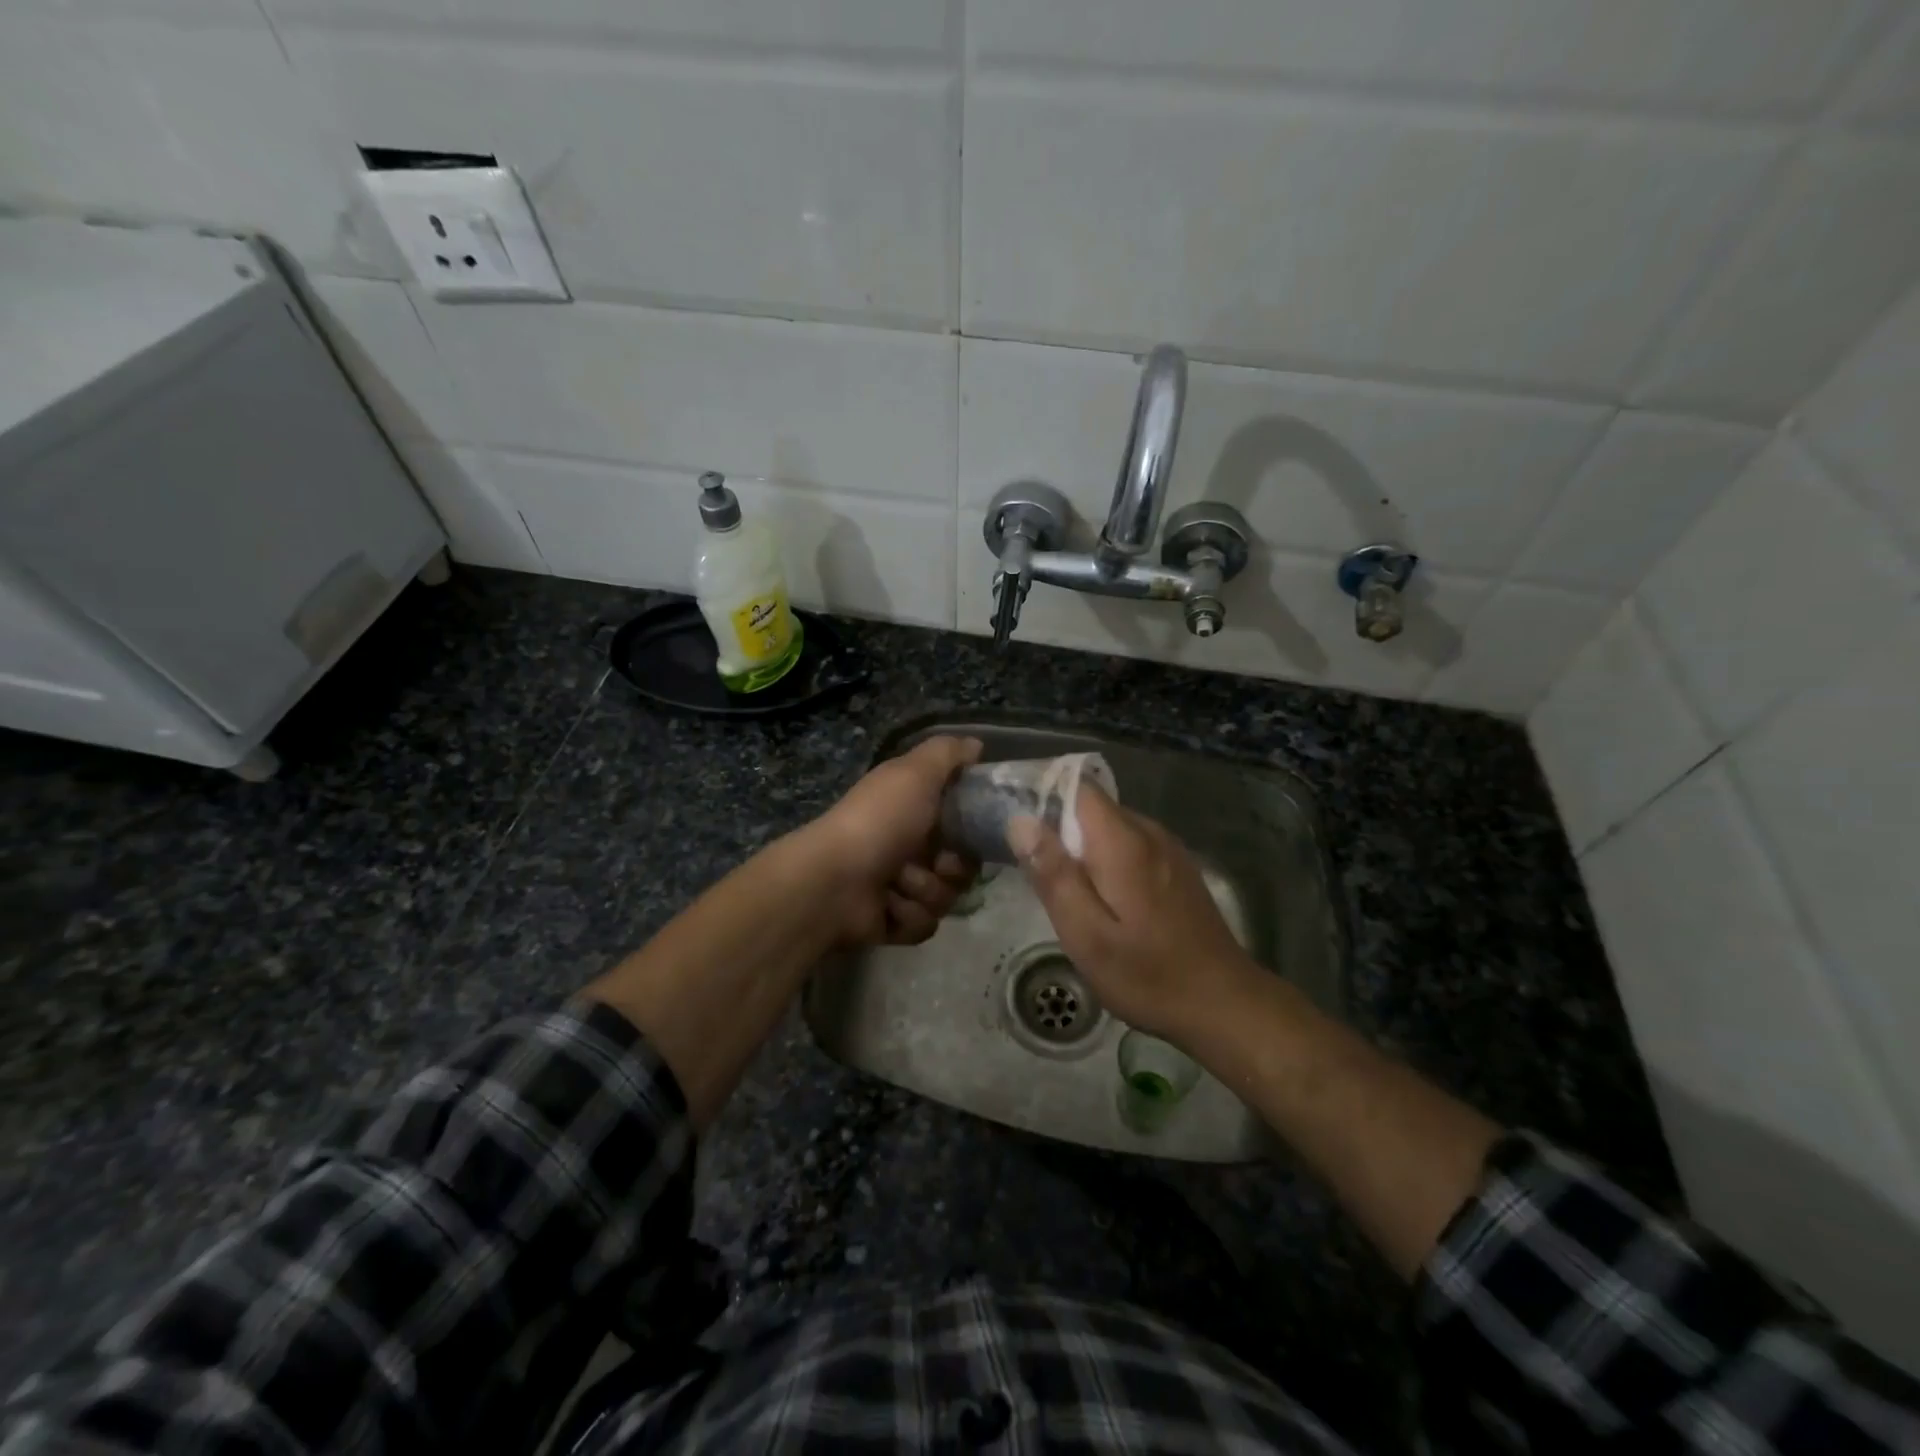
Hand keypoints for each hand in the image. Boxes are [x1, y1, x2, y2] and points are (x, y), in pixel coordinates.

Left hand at [805, 735, 982, 945]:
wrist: (834, 880)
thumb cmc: (879, 821)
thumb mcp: (915, 772)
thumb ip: (947, 754)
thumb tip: (977, 745)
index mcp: (913, 809)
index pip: (964, 822)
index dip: (973, 828)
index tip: (973, 828)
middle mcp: (909, 846)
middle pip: (962, 865)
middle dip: (952, 867)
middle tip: (938, 862)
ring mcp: (901, 886)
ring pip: (946, 897)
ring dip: (926, 890)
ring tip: (898, 883)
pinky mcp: (894, 921)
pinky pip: (926, 924)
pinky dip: (909, 916)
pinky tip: (887, 905)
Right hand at [1010, 784, 1256, 1044]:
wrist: (1224, 1004)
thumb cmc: (1148, 974)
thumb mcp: (1086, 935)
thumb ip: (1054, 875)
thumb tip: (1022, 821)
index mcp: (1123, 841)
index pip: (1078, 788)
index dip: (1044, 798)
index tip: (1021, 830)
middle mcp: (1149, 832)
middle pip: (1093, 808)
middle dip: (1061, 831)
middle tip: (1038, 875)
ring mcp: (1169, 850)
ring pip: (1112, 828)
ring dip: (1084, 849)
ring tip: (1068, 893)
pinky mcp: (1178, 869)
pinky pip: (1132, 846)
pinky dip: (1109, 862)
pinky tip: (1105, 902)